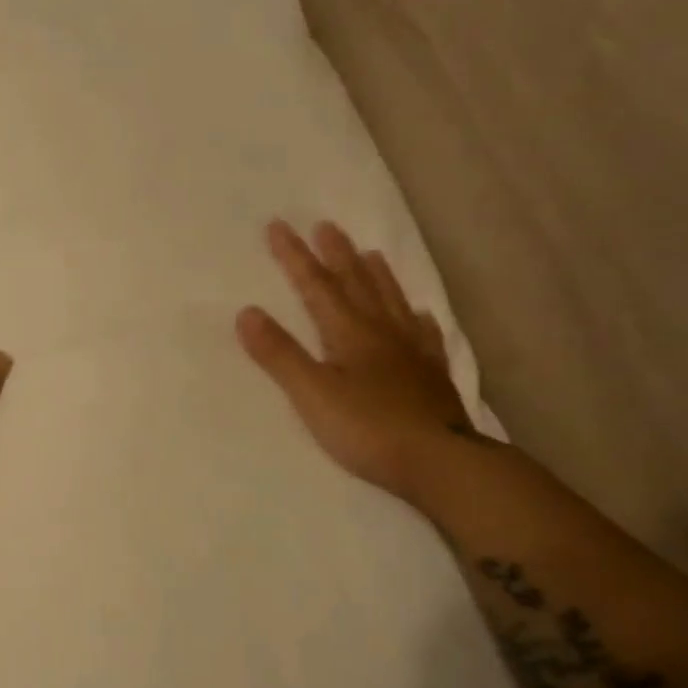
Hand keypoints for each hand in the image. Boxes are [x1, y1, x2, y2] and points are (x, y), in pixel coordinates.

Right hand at [237, 219, 475, 503]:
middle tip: (326, 225)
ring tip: (369, 252)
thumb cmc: (367, 428)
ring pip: (391, 301)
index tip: (278, 226)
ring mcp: (413, 352)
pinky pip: (424, 334)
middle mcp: (383, 332)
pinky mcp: (432, 375)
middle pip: (357, 284)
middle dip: (336, 254)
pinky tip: (418, 313)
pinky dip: (416, 317)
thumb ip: (279, 354)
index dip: (295, 257)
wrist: (441, 462)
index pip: (316, 286)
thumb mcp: (311, 393)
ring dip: (376, 275)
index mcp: (350, 332)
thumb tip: (246, 312)